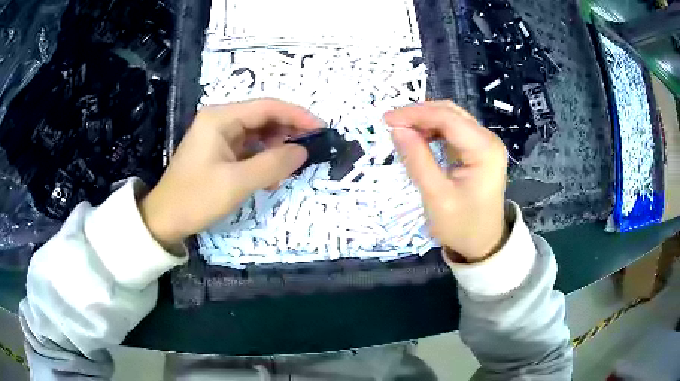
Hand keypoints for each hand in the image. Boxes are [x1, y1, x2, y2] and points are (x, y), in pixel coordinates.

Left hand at [139, 99, 319, 248]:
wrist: (165, 219)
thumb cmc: (196, 198)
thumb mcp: (237, 182)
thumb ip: (273, 164)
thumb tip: (303, 151)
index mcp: (221, 117)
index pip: (268, 107)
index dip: (297, 116)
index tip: (321, 129)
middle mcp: (220, 120)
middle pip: (264, 118)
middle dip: (287, 133)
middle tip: (308, 152)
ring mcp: (219, 135)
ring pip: (258, 134)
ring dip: (276, 150)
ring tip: (286, 171)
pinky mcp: (219, 151)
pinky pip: (249, 149)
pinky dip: (263, 160)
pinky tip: (269, 177)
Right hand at [385, 101, 507, 262]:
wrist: (482, 244)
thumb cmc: (461, 226)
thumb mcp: (436, 197)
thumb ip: (417, 160)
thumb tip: (396, 129)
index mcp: (484, 150)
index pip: (447, 118)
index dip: (415, 114)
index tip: (387, 120)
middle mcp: (488, 140)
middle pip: (450, 113)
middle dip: (419, 114)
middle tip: (391, 123)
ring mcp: (485, 144)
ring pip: (451, 119)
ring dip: (425, 121)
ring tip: (401, 131)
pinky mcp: (478, 150)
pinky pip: (453, 131)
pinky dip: (433, 131)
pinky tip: (418, 138)